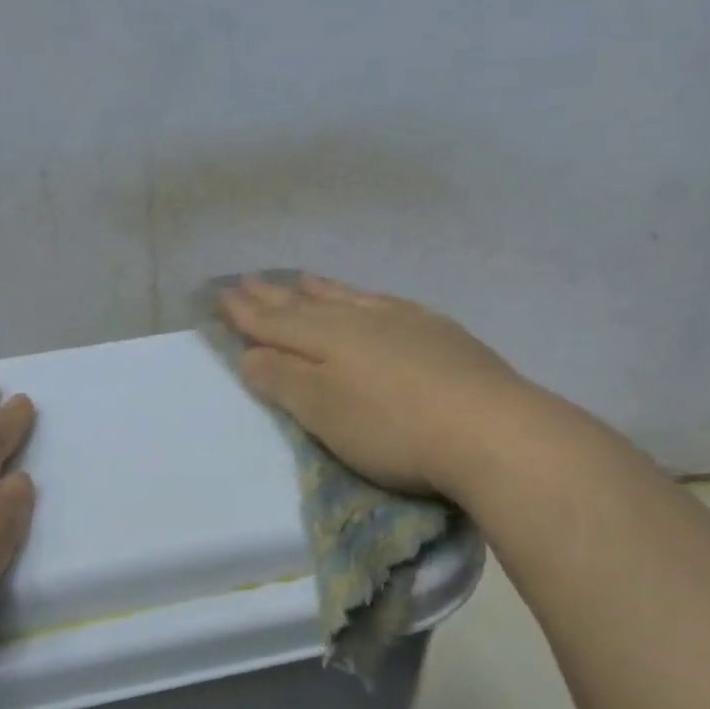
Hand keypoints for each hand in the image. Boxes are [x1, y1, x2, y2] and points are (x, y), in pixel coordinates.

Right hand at [218, 274, 577, 500]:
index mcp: (326, 340)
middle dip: (272, 297)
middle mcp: (360, 320)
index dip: (246, 313)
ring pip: (348, 299)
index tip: (221, 295)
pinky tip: (369, 299)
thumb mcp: (323, 412)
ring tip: (299, 279)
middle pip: (307, 306)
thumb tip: (249, 353)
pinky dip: (365, 298)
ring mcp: (404, 322)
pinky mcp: (439, 333)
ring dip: (318, 290)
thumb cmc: (392, 429)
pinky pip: (387, 303)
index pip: (275, 323)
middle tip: (246, 280)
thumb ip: (283, 379)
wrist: (488, 429)